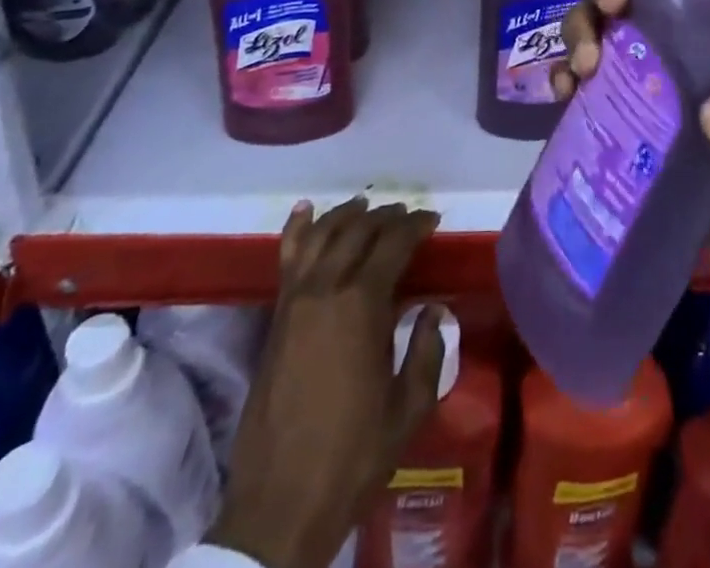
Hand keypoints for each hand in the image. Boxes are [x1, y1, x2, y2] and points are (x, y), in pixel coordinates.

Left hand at [211, 198, 446, 567]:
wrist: (281, 503)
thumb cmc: (354, 456)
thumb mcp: (408, 407)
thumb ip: (426, 350)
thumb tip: (434, 309)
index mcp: (362, 305)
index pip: (393, 244)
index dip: (415, 226)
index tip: (432, 219)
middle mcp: (326, 289)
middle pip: (358, 232)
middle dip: (386, 217)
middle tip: (406, 215)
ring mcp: (295, 300)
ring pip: (322, 235)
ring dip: (347, 215)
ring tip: (366, 206)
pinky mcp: (276, 317)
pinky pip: (287, 258)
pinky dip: (298, 229)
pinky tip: (306, 210)